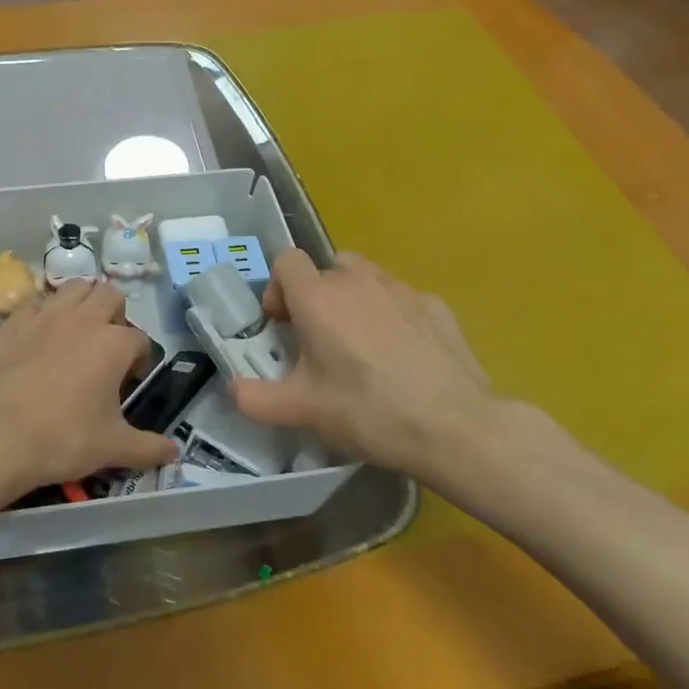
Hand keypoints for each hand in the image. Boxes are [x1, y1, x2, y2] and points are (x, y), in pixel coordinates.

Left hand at [0, 281, 177, 496]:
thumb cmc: (62, 438)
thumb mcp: (112, 448)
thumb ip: (148, 447)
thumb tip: (176, 452)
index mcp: (114, 343)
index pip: (140, 340)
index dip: (139, 359)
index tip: (129, 380)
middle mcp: (84, 318)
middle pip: (110, 295)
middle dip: (115, 315)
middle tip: (107, 346)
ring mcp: (46, 315)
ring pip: (74, 288)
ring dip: (82, 302)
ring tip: (77, 332)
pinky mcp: (14, 320)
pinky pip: (36, 302)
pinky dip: (44, 312)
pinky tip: (39, 336)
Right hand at [230, 250, 524, 483]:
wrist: (455, 428)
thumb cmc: (368, 411)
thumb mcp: (301, 411)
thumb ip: (255, 398)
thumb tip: (233, 389)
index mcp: (318, 297)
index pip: (287, 260)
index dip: (278, 288)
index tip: (283, 325)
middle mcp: (357, 280)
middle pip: (326, 267)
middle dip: (317, 295)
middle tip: (320, 339)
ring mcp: (401, 289)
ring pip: (366, 279)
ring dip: (354, 301)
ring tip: (362, 346)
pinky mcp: (436, 305)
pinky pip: (401, 300)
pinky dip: (393, 317)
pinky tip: (404, 357)